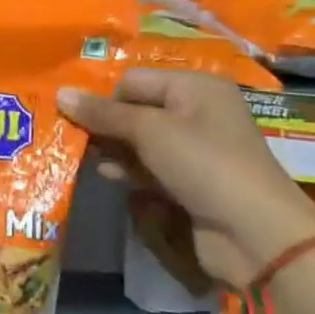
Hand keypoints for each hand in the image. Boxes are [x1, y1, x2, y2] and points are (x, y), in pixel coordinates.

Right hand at [56, 68, 314, 289]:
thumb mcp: (148, 131)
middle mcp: (195, 112)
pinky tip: (107, 176)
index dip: (104, 98)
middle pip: (134, 109)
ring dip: (112, 149)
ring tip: (83, 157)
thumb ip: (102, 113)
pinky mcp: (188, 181)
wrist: (255, 233)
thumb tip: (59, 92)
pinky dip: (128, 169)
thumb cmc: (203, 164)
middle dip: (104, 124)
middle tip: (71, 137)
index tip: (74, 118)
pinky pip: (149, 166)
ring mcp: (194, 149)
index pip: (133, 80)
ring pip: (138, 140)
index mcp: (195, 87)